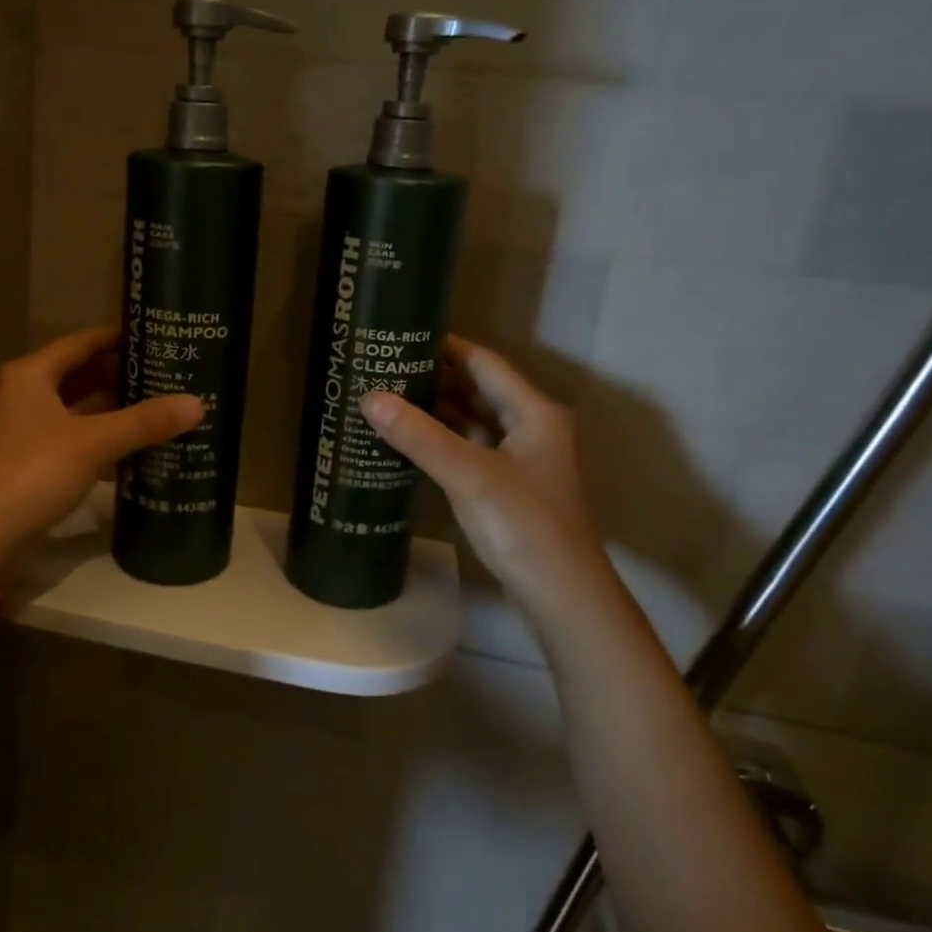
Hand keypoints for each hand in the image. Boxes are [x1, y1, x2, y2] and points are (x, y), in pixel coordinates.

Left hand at [0, 327, 203, 567]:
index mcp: (32, 374)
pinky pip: (74, 438)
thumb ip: (145, 422)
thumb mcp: (94, 442)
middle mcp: (25, 394)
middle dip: (122, 376)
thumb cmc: (34, 471)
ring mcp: (25, 429)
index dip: (118, 338)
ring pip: (79, 409)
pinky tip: (135, 448)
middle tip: (167, 374)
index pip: (82, 342)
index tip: (156, 337)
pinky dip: (101, 439)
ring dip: (114, 410)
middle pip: (81, 374)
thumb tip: (197, 404)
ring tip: (160, 408)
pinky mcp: (30, 460)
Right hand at [360, 336, 616, 627]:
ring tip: (386, 395)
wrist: (562, 596)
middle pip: (477, 389)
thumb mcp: (469, 475)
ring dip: (434, 409)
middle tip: (384, 366)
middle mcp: (529, 427)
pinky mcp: (505, 485)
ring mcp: (518, 458)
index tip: (402, 334)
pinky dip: (440, 439)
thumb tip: (369, 397)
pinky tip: (406, 438)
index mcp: (533, 413)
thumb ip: (420, 436)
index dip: (445, 346)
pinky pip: (467, 447)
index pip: (484, 363)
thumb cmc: (524, 525)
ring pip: (471, 420)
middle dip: (433, 377)